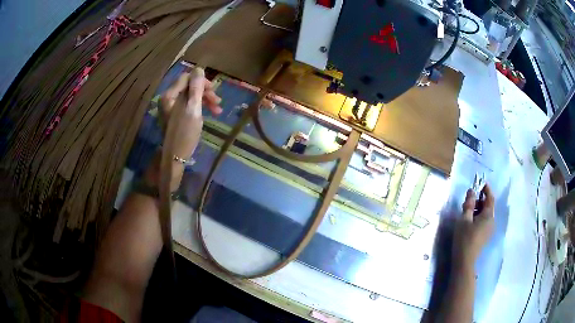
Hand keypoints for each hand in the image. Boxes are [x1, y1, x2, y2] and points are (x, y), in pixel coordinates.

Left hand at [145, 67, 221, 189]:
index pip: (186, 78)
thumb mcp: (193, 109)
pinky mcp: (175, 116)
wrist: (175, 158)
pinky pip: (188, 106)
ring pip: (190, 97)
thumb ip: (196, 88)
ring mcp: (171, 108)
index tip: (213, 90)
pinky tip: (208, 114)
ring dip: (204, 100)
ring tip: (217, 110)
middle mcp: (168, 99)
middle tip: (217, 102)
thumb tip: (199, 69)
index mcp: (170, 95)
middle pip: (188, 87)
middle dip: (204, 92)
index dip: (201, 81)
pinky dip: (199, 108)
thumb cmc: (184, 133)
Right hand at [453, 184, 494, 267]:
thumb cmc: (464, 238)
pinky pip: (485, 221)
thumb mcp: (464, 219)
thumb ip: (468, 204)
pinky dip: (479, 217)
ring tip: (468, 209)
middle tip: (469, 198)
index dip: (486, 189)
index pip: (490, 198)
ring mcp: (489, 229)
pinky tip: (470, 220)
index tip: (480, 183)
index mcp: (488, 215)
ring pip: (486, 214)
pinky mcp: (486, 236)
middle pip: (488, 206)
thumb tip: (471, 191)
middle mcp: (492, 221)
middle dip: (480, 200)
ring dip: (479, 209)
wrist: (465, 260)